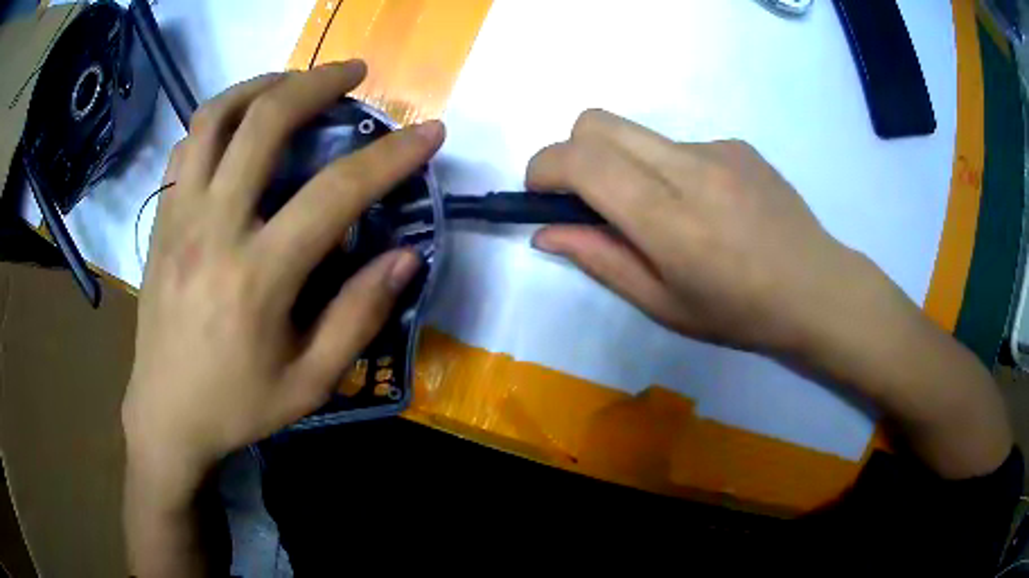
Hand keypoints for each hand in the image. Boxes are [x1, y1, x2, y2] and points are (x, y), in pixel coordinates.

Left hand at [121, 61, 444, 497]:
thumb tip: (405, 256)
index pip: (335, 192)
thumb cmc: (237, 405)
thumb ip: (358, 316)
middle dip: (318, 82)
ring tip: (294, 82)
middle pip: (266, 122)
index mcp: (257, 276)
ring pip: (216, 116)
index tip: (429, 131)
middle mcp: (213, 227)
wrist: (166, 414)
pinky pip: (188, 144)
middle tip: (354, 72)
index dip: (391, 155)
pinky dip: (220, 118)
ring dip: (262, 84)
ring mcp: (180, 216)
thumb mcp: (310, 382)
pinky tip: (240, 126)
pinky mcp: (162, 219)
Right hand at [529, 110, 1010, 478]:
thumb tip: (547, 230)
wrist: (818, 289)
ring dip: (626, 165)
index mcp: (668, 219)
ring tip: (663, 213)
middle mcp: (689, 168)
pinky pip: (679, 146)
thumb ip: (601, 260)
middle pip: (598, 121)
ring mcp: (717, 149)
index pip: (582, 160)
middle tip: (590, 199)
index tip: (541, 193)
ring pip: (638, 133)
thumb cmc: (741, 313)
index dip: (544, 167)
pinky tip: (706, 208)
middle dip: (573, 152)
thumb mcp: (664, 304)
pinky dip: (669, 170)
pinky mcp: (737, 144)